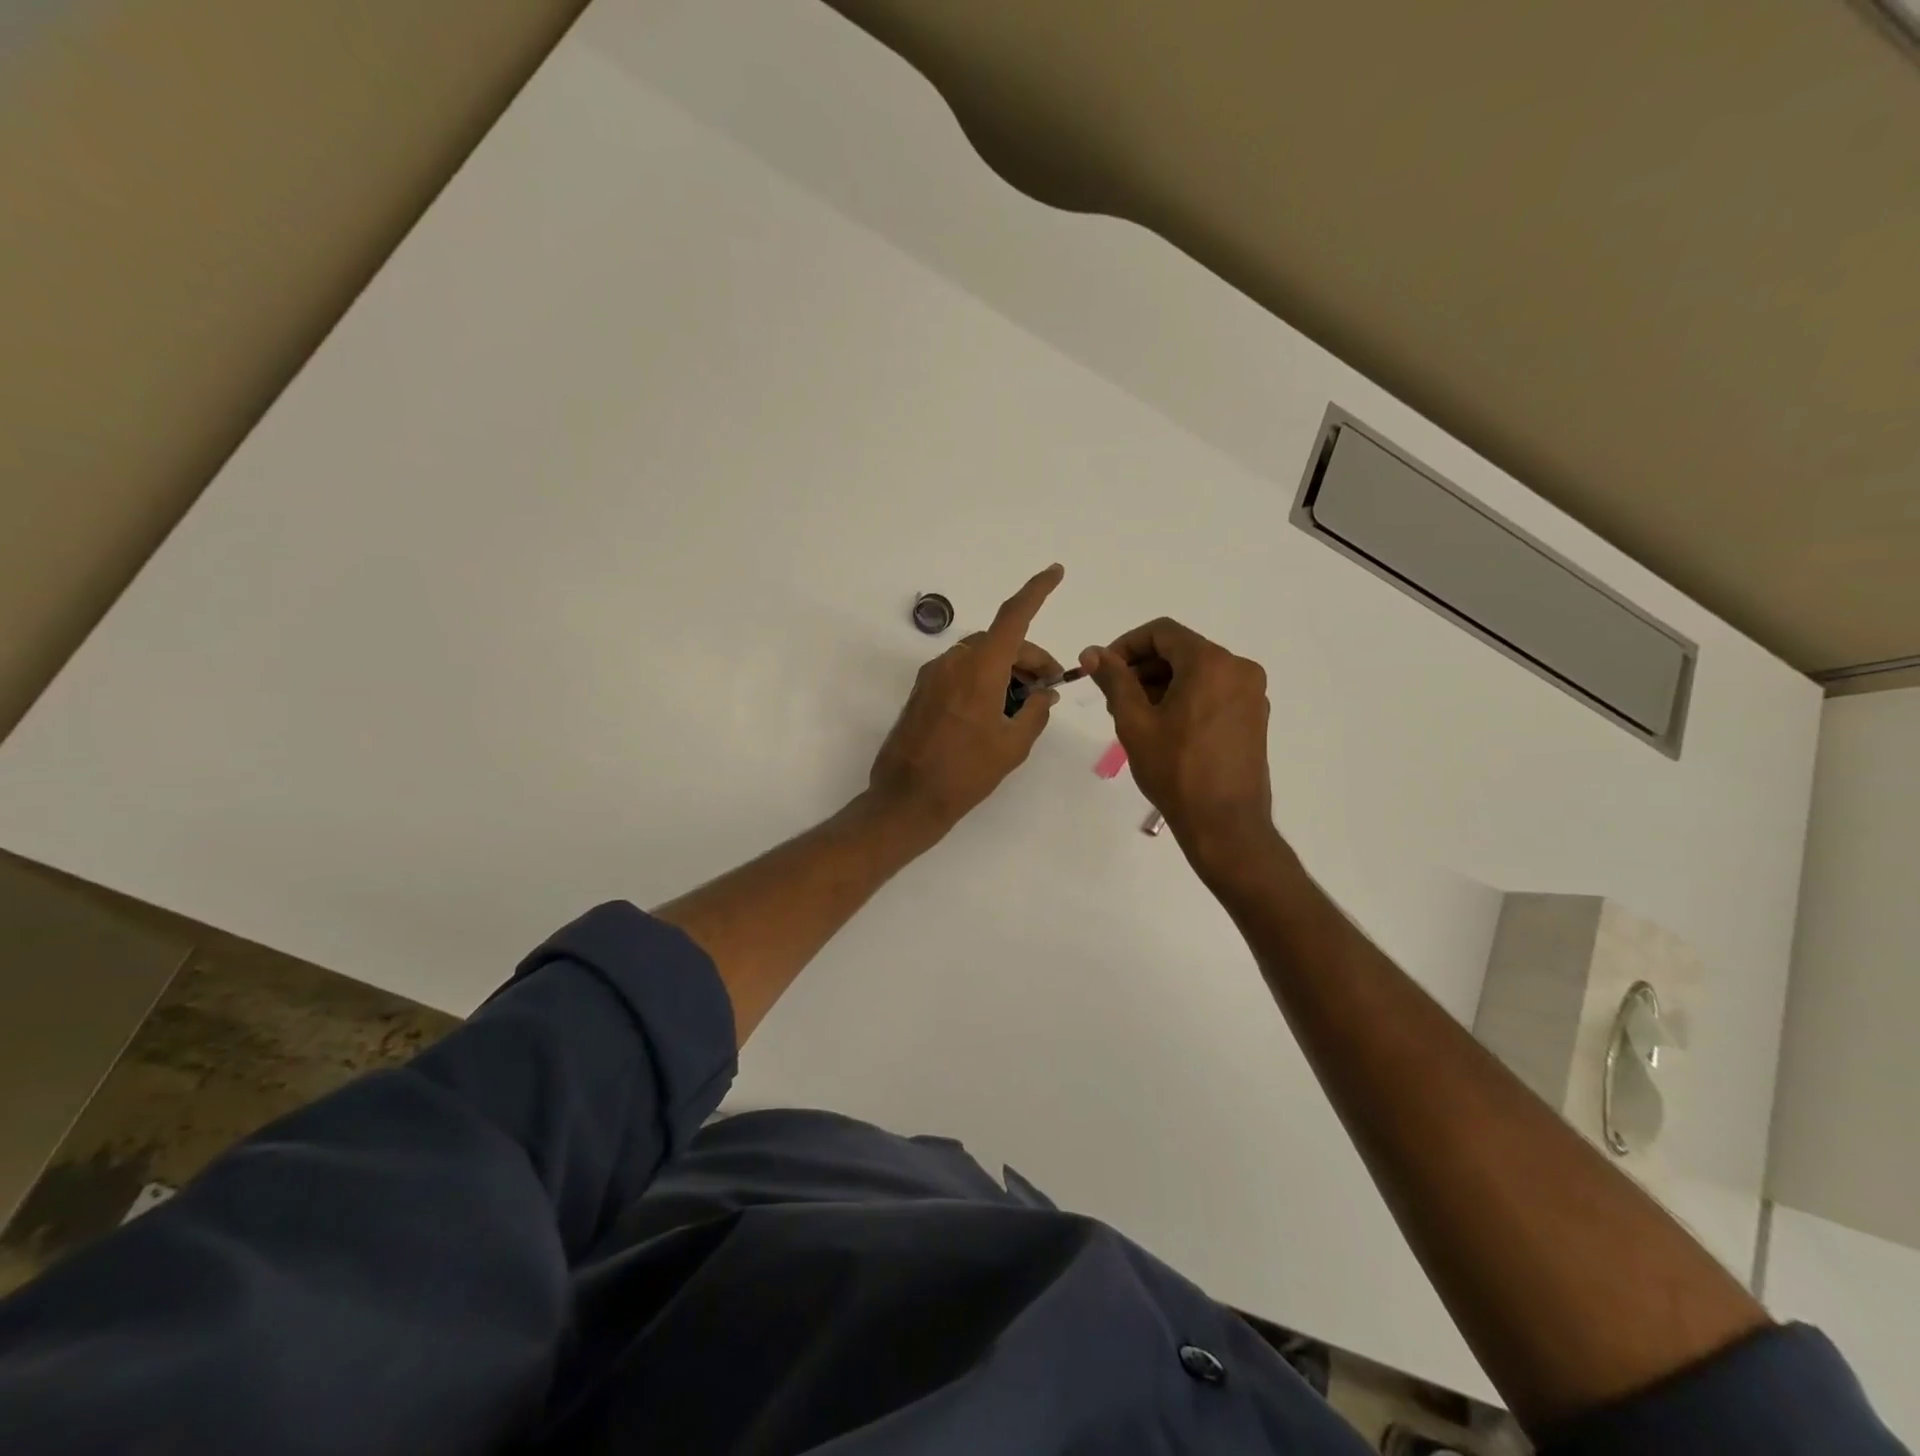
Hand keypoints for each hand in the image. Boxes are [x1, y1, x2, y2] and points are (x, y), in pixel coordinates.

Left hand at [869, 565, 1065, 834]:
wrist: (907, 798)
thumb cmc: (965, 773)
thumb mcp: (1012, 746)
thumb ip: (1035, 712)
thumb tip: (1044, 694)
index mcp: (979, 669)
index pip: (1013, 617)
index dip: (1036, 591)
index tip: (1055, 572)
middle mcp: (953, 663)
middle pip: (999, 642)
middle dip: (1028, 657)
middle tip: (1048, 687)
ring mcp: (932, 676)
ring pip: (979, 656)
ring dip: (1005, 669)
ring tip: (1023, 703)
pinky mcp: (921, 691)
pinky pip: (960, 671)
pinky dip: (983, 678)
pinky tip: (994, 709)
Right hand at [1079, 618, 1276, 862]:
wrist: (1225, 824)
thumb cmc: (1175, 770)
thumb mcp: (1135, 722)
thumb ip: (1114, 680)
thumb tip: (1092, 653)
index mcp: (1211, 663)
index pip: (1162, 633)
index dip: (1126, 645)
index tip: (1104, 670)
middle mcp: (1239, 669)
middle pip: (1181, 650)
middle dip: (1143, 668)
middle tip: (1114, 698)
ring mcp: (1252, 694)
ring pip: (1197, 672)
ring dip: (1162, 684)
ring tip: (1135, 718)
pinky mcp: (1254, 717)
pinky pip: (1214, 691)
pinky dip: (1186, 698)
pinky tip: (1165, 729)